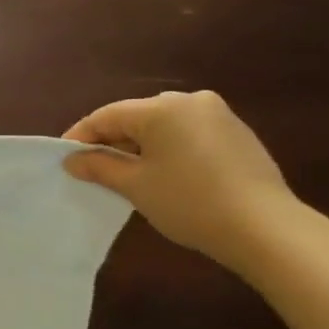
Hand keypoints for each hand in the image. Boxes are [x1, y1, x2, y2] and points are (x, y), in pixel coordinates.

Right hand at [62, 90, 300, 273]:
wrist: (264, 227)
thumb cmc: (189, 202)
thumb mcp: (135, 185)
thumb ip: (100, 167)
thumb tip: (73, 160)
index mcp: (162, 107)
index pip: (107, 116)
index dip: (81, 136)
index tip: (64, 159)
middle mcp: (191, 101)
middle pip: (136, 116)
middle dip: (111, 141)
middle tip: (93, 169)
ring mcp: (219, 115)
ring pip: (164, 125)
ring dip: (140, 146)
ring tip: (127, 175)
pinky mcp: (237, 134)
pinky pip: (188, 134)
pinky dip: (168, 149)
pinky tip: (165, 175)